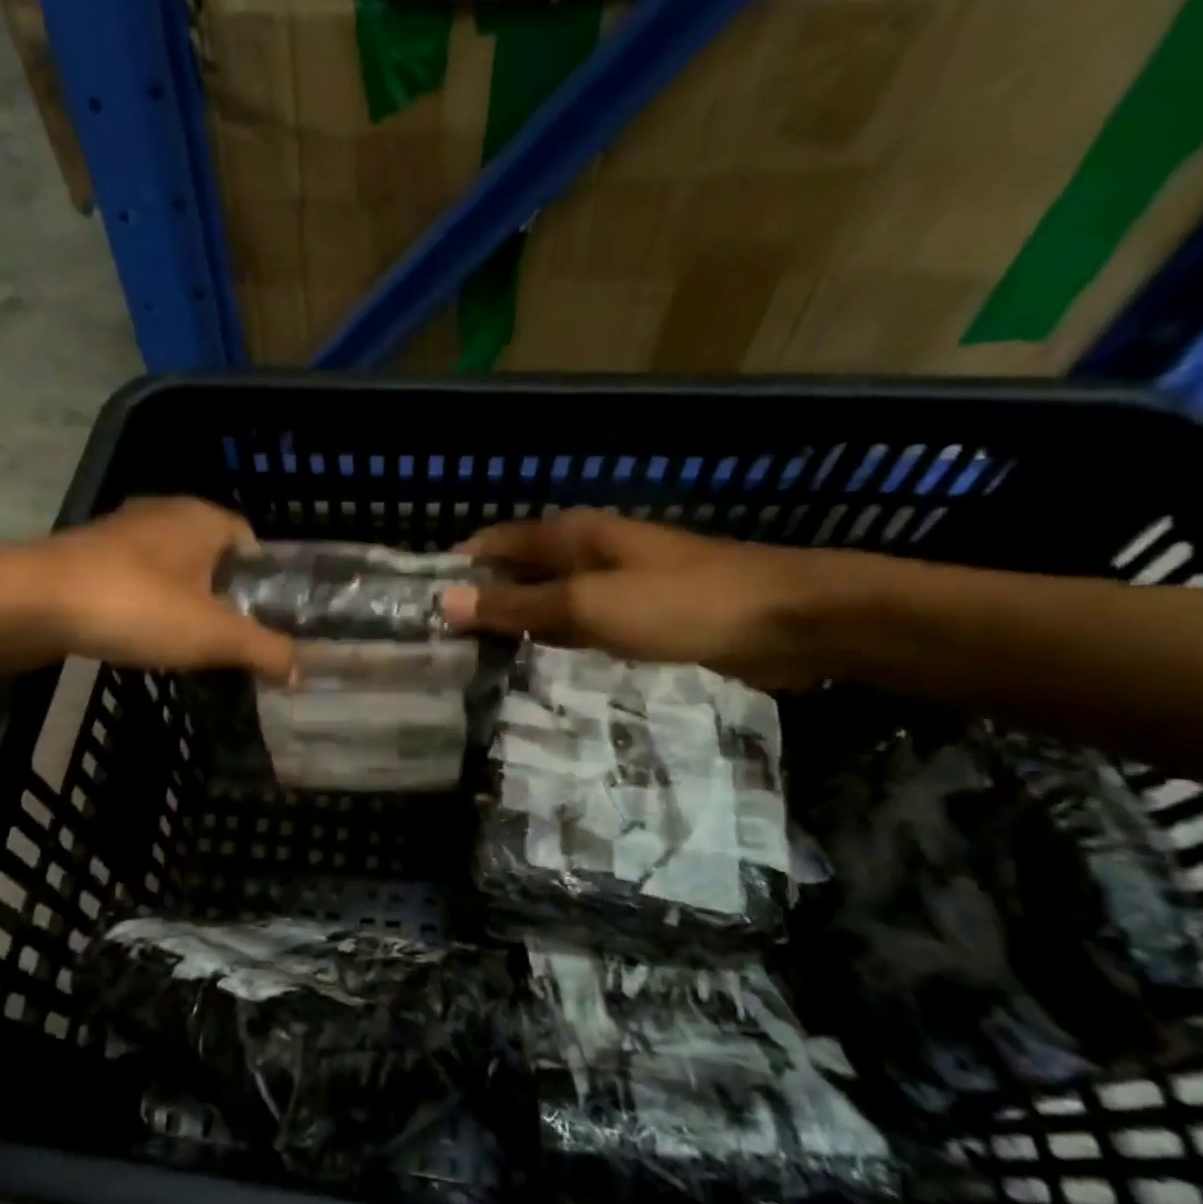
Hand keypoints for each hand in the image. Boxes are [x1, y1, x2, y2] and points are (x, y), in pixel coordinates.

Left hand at [37, 498, 295, 681]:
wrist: (33, 603)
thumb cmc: (138, 606)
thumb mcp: (215, 635)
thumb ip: (264, 650)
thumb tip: (298, 670)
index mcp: (202, 518)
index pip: (250, 540)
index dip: (262, 579)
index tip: (265, 617)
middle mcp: (164, 513)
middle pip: (210, 554)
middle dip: (224, 593)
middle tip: (232, 637)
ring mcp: (121, 532)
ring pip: (170, 567)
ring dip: (183, 599)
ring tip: (190, 643)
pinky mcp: (87, 556)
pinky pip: (134, 579)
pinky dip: (146, 604)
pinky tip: (142, 635)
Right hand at [441, 509, 838, 687]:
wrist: (787, 621)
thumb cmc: (680, 603)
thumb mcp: (588, 605)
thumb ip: (516, 607)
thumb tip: (443, 603)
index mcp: (568, 535)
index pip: (489, 545)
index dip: (453, 573)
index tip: (415, 612)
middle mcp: (583, 552)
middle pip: (513, 573)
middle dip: (476, 603)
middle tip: (434, 649)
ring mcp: (610, 585)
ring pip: (542, 602)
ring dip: (510, 626)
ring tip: (465, 664)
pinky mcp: (633, 616)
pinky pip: (574, 626)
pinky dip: (548, 641)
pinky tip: (527, 669)